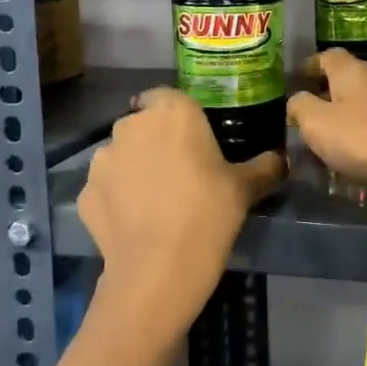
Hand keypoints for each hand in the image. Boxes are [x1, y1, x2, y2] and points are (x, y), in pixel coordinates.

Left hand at [77, 88, 285, 340]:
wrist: (158, 269)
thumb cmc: (209, 213)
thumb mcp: (247, 188)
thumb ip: (266, 166)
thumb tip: (281, 158)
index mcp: (172, 112)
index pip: (169, 96)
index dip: (180, 116)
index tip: (196, 139)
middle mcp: (131, 126)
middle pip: (144, 124)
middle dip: (158, 140)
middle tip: (182, 171)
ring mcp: (102, 160)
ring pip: (122, 154)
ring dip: (135, 167)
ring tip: (157, 199)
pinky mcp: (85, 193)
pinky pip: (107, 187)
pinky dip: (118, 197)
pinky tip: (137, 221)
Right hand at [287, 49, 366, 204]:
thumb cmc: (362, 137)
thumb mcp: (316, 122)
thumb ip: (299, 107)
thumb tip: (297, 101)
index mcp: (351, 71)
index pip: (327, 56)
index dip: (308, 66)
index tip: (293, 80)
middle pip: (343, 81)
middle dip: (322, 96)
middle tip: (301, 116)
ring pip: (356, 107)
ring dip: (338, 121)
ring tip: (318, 143)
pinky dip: (354, 139)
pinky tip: (344, 159)